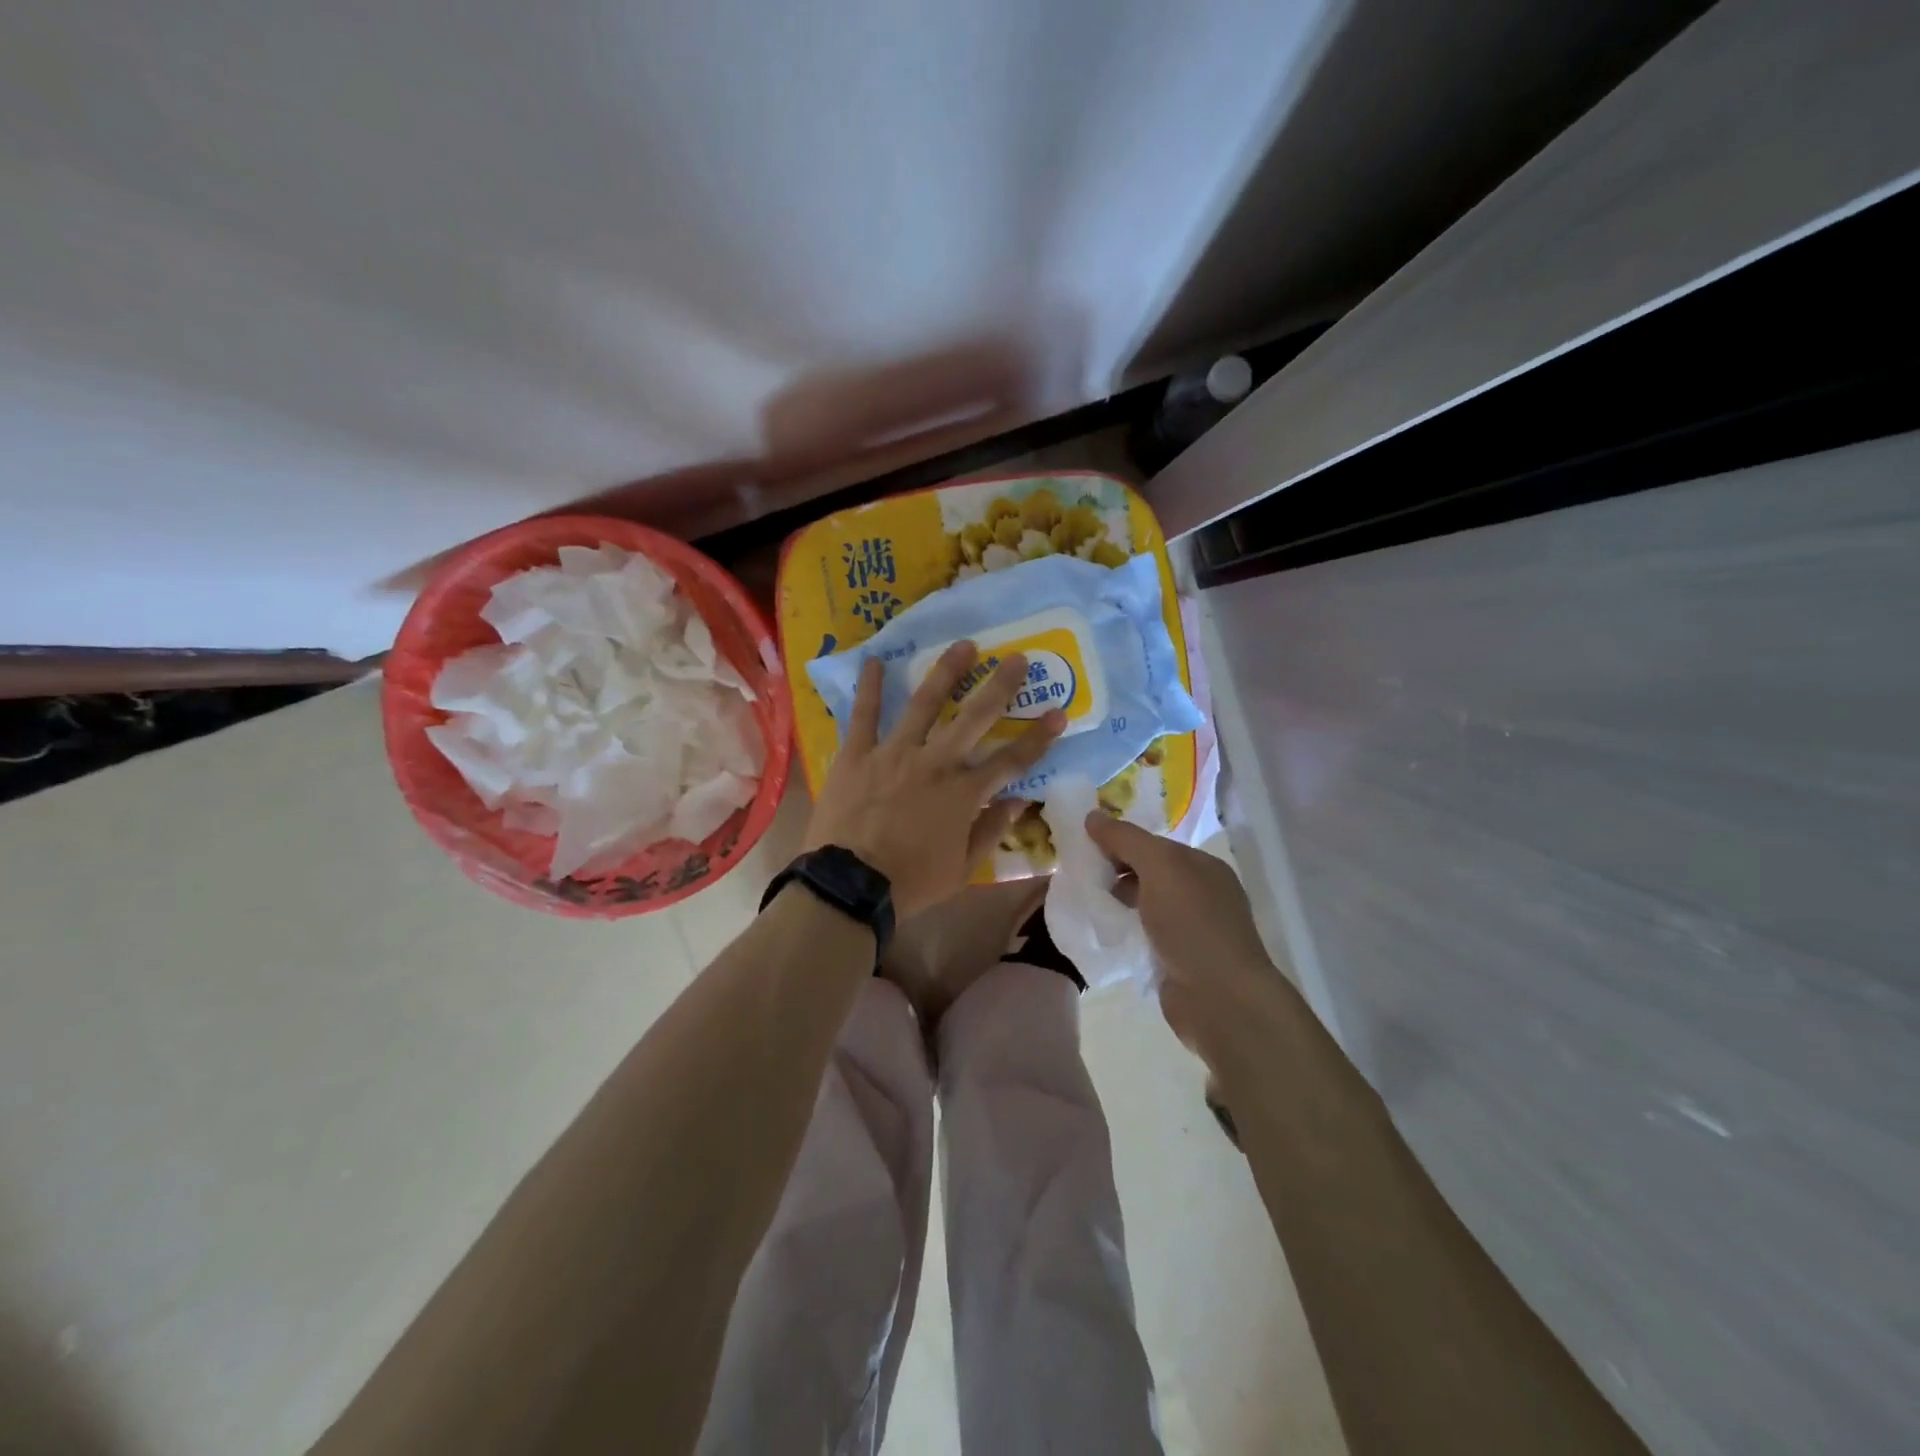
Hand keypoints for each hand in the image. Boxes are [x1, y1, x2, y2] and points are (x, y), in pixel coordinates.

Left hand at [804, 642, 1064, 919]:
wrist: (849, 886)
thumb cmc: (910, 882)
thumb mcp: (962, 868)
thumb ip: (991, 830)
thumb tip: (1018, 801)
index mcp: (963, 793)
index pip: (1011, 760)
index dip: (1038, 738)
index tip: (1058, 713)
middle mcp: (935, 763)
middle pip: (975, 717)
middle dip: (1000, 686)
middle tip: (1017, 659)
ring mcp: (894, 753)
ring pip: (924, 704)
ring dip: (946, 673)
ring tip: (963, 646)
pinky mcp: (857, 754)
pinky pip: (863, 715)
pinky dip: (869, 688)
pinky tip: (874, 660)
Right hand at [1083, 814, 1287, 1062]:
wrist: (1220, 999)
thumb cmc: (1192, 924)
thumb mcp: (1159, 867)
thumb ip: (1126, 839)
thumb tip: (1092, 815)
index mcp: (1202, 866)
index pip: (1152, 843)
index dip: (1118, 841)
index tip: (1081, 846)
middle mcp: (1200, 893)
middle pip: (1148, 872)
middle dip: (1114, 871)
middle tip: (1077, 875)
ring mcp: (1191, 929)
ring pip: (1145, 904)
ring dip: (1116, 901)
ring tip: (1084, 902)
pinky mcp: (1178, 961)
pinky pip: (1144, 934)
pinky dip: (1125, 930)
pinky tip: (1102, 931)